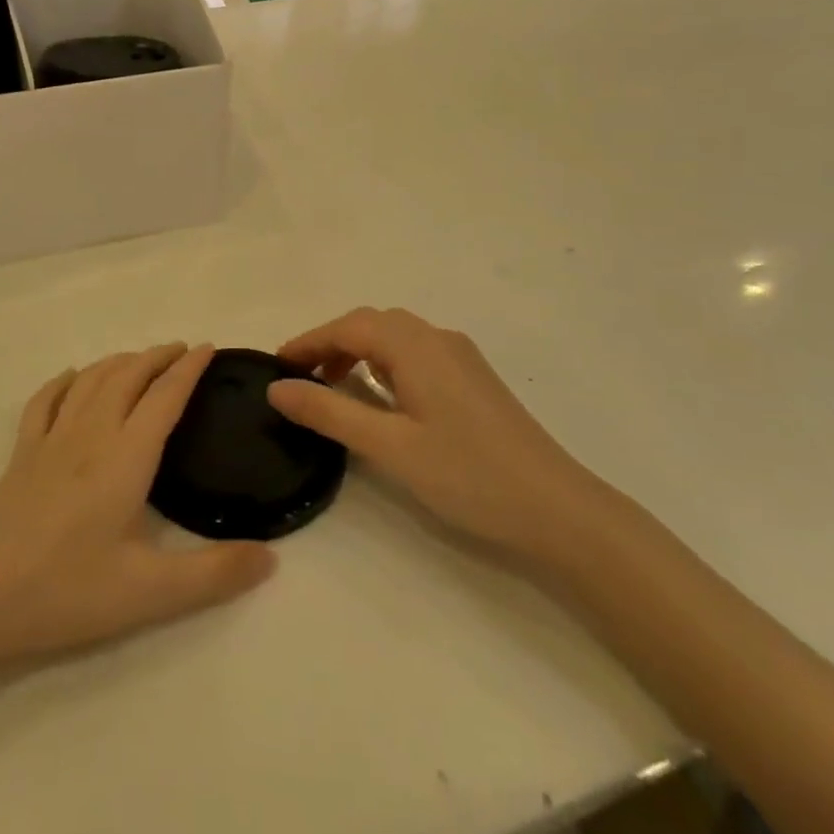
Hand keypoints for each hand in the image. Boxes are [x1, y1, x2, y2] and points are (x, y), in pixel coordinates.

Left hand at [0, 344, 275, 670]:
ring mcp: (50, 440)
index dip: (189, 369)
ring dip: (119, 361)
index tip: (209, 348)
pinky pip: (47, 400)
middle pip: (128, 376)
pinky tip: (73, 379)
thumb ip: (214, 574)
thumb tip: (271, 556)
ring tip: (139, 359)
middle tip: (181, 350)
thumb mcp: (149, 593)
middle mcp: (91, 434)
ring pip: (90, 380)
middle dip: (157, 356)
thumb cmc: (64, 590)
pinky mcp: (21, 454)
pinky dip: (66, 381)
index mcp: (125, 456)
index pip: (165, 397)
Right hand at [266, 308, 618, 567]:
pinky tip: (380, 397)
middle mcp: (438, 338)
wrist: (558, 509)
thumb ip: (329, 412)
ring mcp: (461, 357)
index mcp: (416, 346)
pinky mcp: (473, 379)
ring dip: (358, 351)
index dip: (308, 342)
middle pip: (372, 324)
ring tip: (332, 387)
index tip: (275, 365)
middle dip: (331, 343)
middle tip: (300, 378)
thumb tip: (277, 387)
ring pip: (396, 337)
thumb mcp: (388, 446)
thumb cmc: (467, 475)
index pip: (347, 328)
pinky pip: (416, 354)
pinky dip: (384, 363)